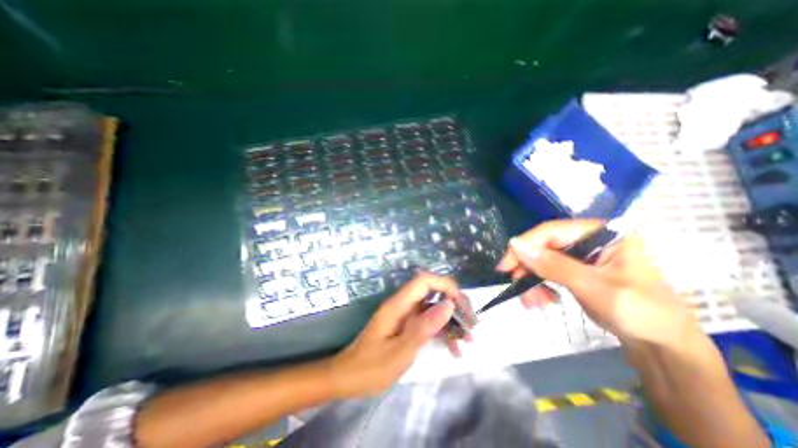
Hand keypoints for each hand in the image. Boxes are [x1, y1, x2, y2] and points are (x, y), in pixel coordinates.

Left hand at [330, 271, 465, 397]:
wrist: (348, 377)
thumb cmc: (371, 367)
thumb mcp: (400, 351)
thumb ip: (424, 327)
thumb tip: (449, 304)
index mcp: (399, 304)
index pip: (425, 280)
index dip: (445, 286)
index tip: (461, 305)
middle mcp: (404, 304)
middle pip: (433, 292)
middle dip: (454, 304)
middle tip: (471, 324)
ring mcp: (407, 315)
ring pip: (434, 308)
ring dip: (452, 321)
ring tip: (468, 340)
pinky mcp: (408, 326)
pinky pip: (429, 322)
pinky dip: (442, 332)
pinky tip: (454, 349)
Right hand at [497, 221, 698, 345]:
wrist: (665, 349)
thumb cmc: (640, 314)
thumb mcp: (593, 287)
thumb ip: (553, 265)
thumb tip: (515, 245)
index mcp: (602, 233)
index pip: (551, 231)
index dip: (525, 245)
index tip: (506, 266)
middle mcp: (589, 240)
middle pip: (544, 246)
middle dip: (528, 268)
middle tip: (516, 286)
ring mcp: (582, 256)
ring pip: (542, 260)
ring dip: (532, 280)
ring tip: (533, 303)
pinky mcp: (577, 271)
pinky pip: (548, 272)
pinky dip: (541, 286)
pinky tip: (543, 300)